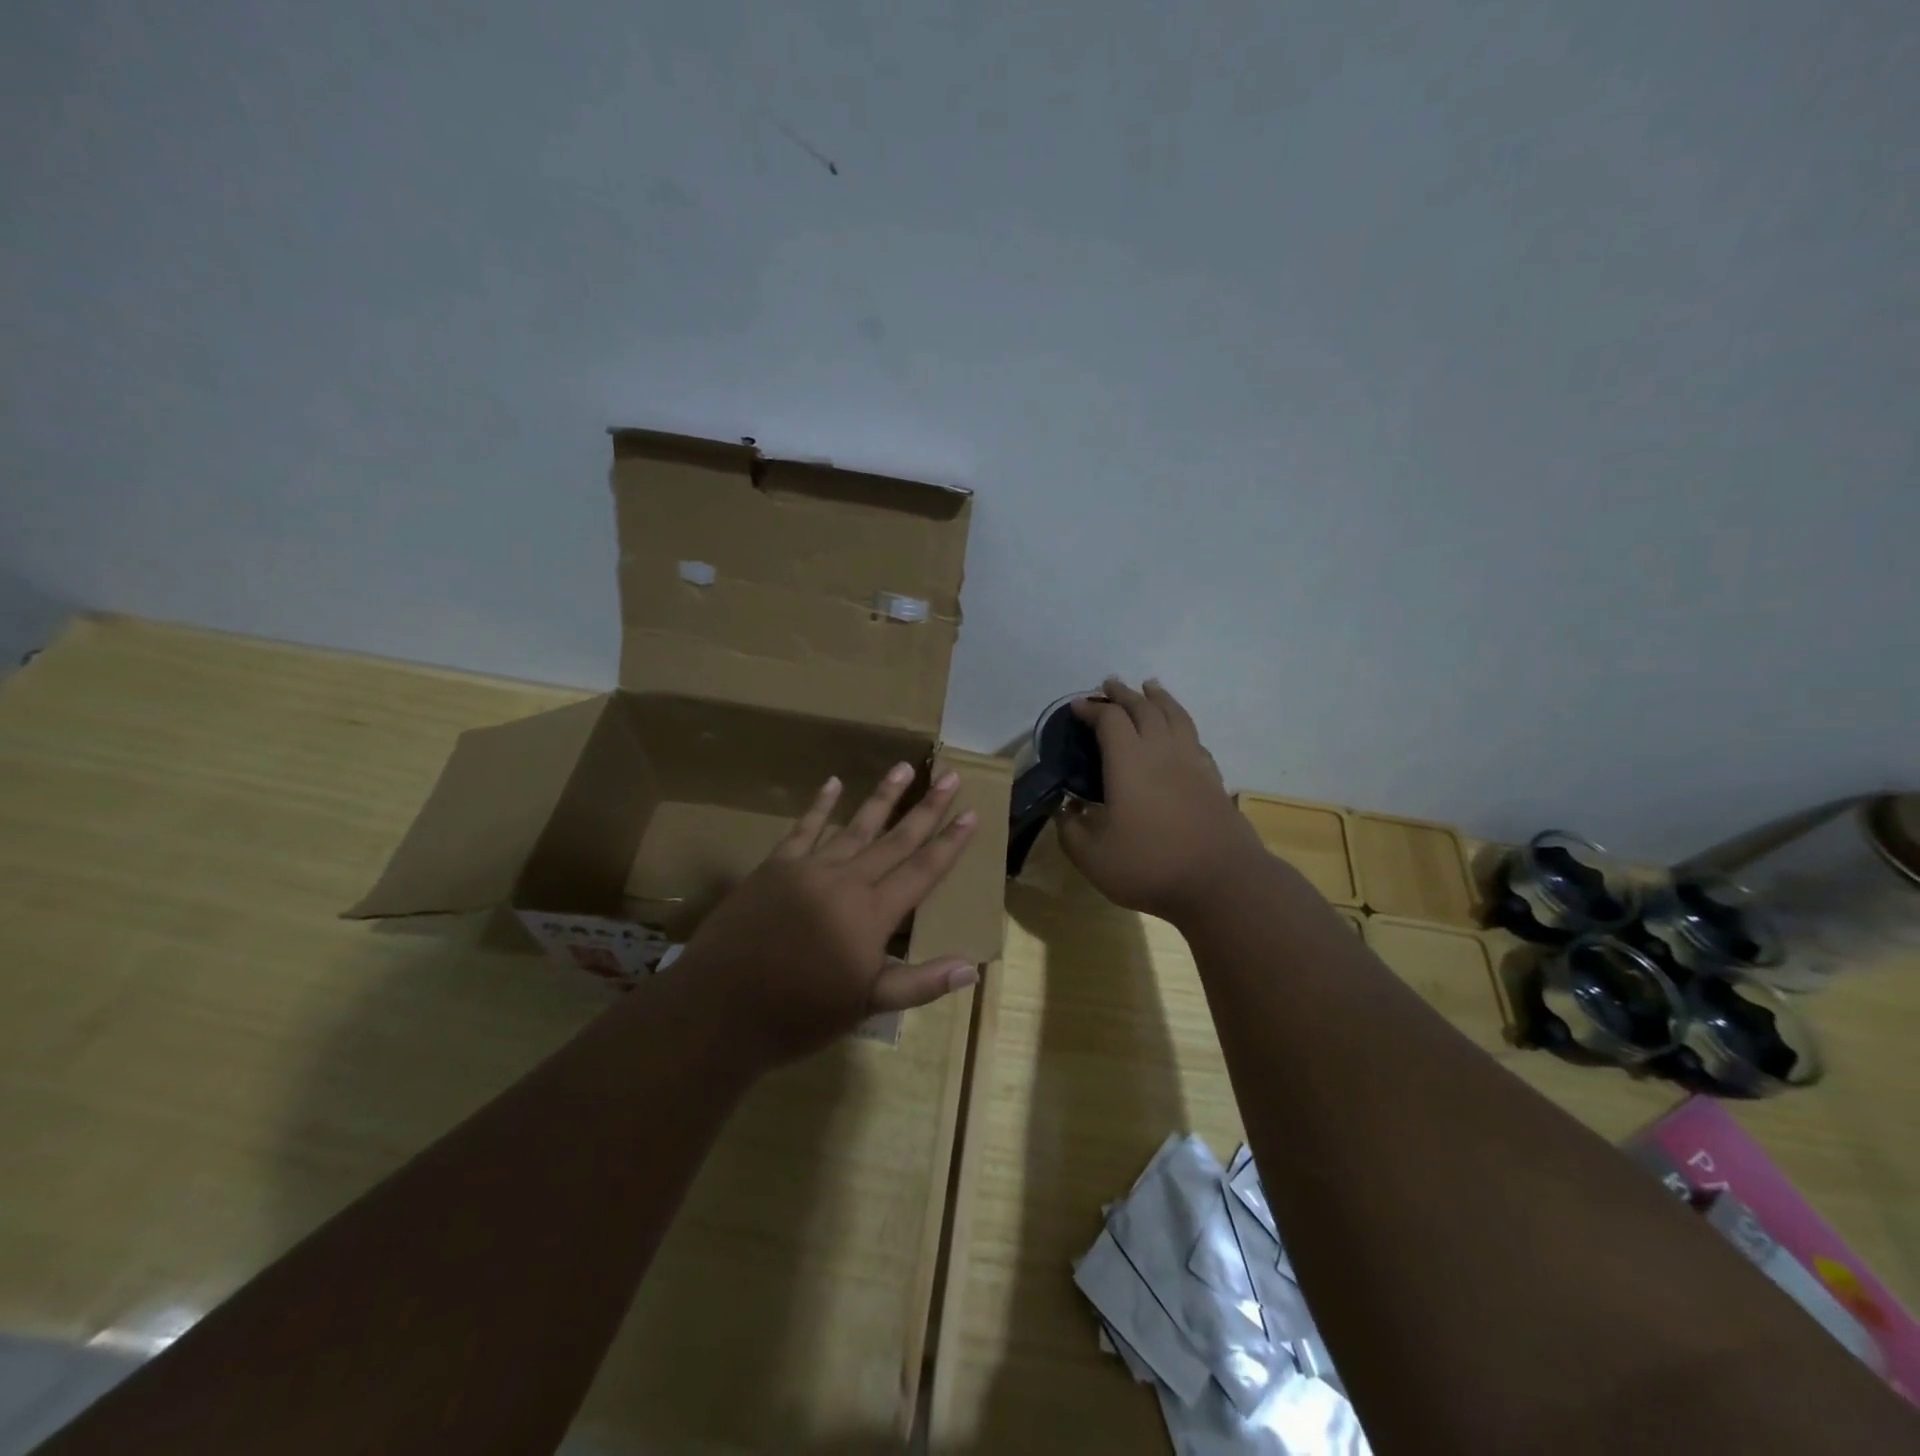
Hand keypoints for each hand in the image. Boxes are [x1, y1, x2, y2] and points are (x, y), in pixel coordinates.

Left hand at [676, 761, 979, 1067]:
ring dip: (882, 796)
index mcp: (872, 914)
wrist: (720, 1008)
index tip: (971, 814)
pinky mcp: (776, 866)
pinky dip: (820, 805)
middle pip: (895, 838)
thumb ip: (919, 983)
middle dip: (927, 808)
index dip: (949, 843)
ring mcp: (809, 868)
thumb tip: (970, 967)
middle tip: (951, 777)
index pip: (922, 871)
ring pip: (855, 825)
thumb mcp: (866, 1006)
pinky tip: (833, 782)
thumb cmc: (799, 1014)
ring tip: (905, 768)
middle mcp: (847, 881)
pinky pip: (804, 829)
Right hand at [1057, 678, 1263, 921]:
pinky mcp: (1212, 778)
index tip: (1078, 707)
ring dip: (1158, 698)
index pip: (1109, 720)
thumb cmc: (1149, 865)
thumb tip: (1064, 808)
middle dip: (1123, 694)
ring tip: (1150, 686)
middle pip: (1144, 708)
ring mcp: (1192, 762)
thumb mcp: (1092, 856)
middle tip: (1110, 685)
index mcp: (1128, 761)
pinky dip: (1181, 723)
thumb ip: (1070, 829)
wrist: (1221, 882)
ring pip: (1175, 715)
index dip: (1092, 710)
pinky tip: (1179, 731)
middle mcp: (1161, 751)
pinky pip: (1194, 737)